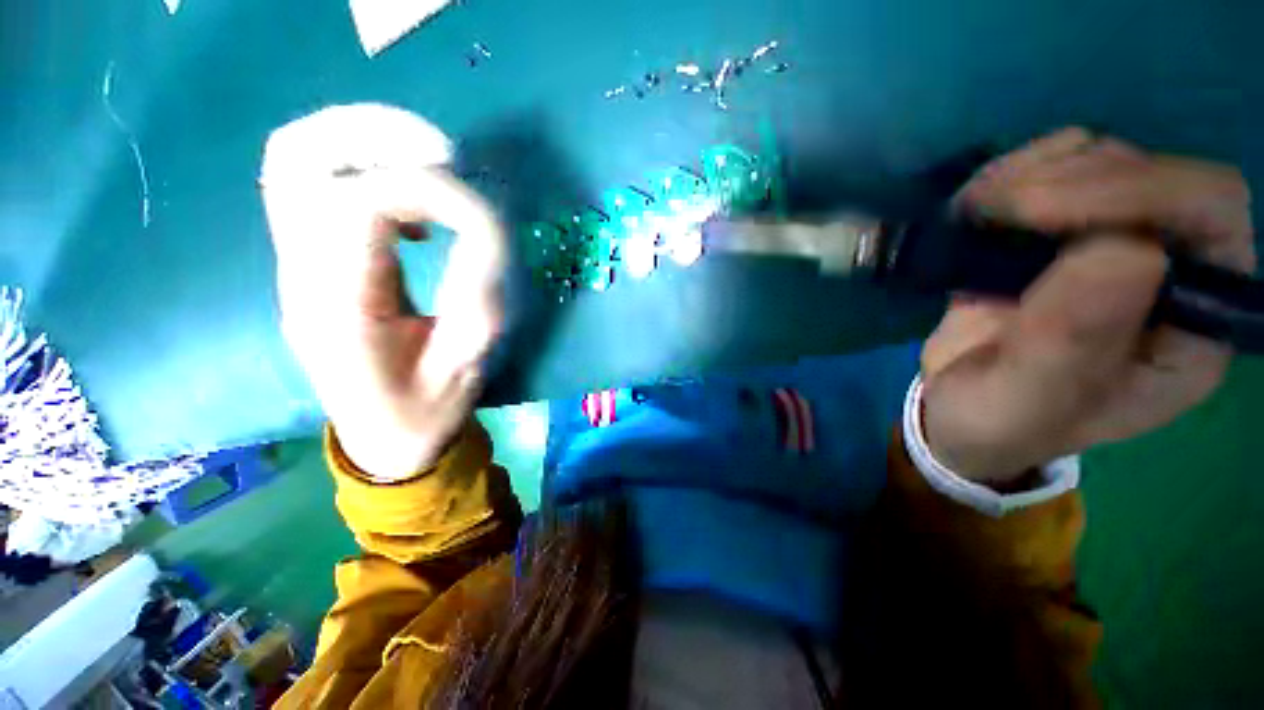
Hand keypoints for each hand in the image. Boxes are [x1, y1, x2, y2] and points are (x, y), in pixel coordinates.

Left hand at [260, 104, 506, 478]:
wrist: (383, 438)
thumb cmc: (426, 412)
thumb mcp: (467, 362)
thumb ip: (477, 292)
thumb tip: (484, 225)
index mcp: (339, 311)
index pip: (360, 205)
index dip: (430, 192)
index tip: (478, 216)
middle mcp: (302, 274)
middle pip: (299, 157)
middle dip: (379, 135)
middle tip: (446, 155)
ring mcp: (297, 262)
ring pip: (296, 157)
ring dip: (366, 140)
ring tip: (431, 164)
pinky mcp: (312, 259)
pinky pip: (313, 181)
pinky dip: (362, 166)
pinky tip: (411, 206)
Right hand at [921, 127, 1254, 483]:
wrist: (961, 408)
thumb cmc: (1002, 420)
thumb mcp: (1028, 401)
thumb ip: (1072, 344)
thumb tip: (1127, 252)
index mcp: (1193, 325)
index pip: (1211, 215)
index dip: (1143, 192)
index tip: (1039, 212)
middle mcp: (1170, 270)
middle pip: (1153, 172)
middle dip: (1072, 178)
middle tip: (993, 211)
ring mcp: (1112, 242)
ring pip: (1100, 158)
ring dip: (1032, 172)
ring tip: (975, 215)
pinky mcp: (1058, 233)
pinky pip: (1051, 168)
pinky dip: (1010, 174)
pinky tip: (976, 207)